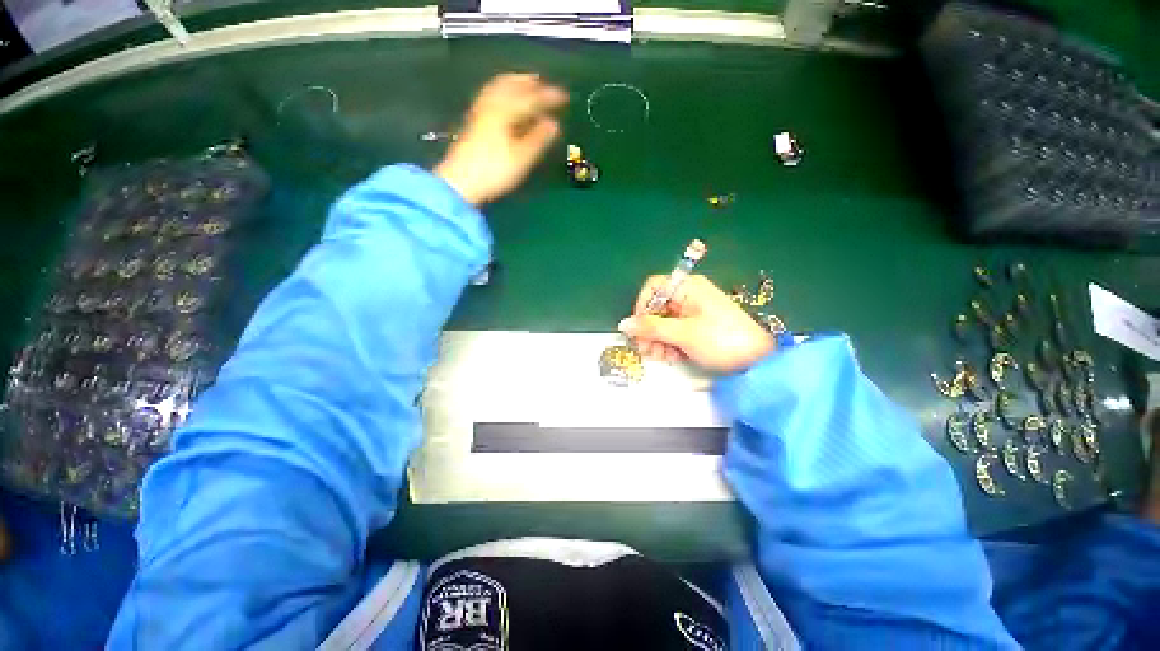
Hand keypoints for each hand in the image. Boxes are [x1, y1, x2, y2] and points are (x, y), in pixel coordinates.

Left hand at [435, 74, 567, 204]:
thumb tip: (553, 124)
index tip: (564, 95)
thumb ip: (538, 139)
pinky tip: (505, 100)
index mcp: (506, 112)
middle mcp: (492, 106)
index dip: (549, 96)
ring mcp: (480, 112)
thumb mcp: (521, 158)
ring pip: (498, 88)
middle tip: (544, 83)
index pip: (531, 99)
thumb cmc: (494, 171)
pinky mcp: (474, 121)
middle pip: (511, 85)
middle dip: (529, 82)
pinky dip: (502, 91)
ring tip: (526, 84)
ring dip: (514, 83)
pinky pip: (491, 96)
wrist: (461, 181)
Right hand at [618, 275, 775, 372]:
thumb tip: (623, 324)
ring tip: (660, 357)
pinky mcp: (697, 328)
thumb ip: (650, 328)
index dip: (641, 306)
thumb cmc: (720, 340)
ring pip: (663, 323)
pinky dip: (669, 344)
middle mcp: (688, 296)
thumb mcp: (683, 334)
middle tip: (646, 350)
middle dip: (649, 330)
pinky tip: (671, 357)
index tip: (638, 328)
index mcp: (687, 287)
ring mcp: (693, 312)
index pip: (653, 287)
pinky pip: (674, 332)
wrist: (758, 361)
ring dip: (657, 340)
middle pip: (656, 308)